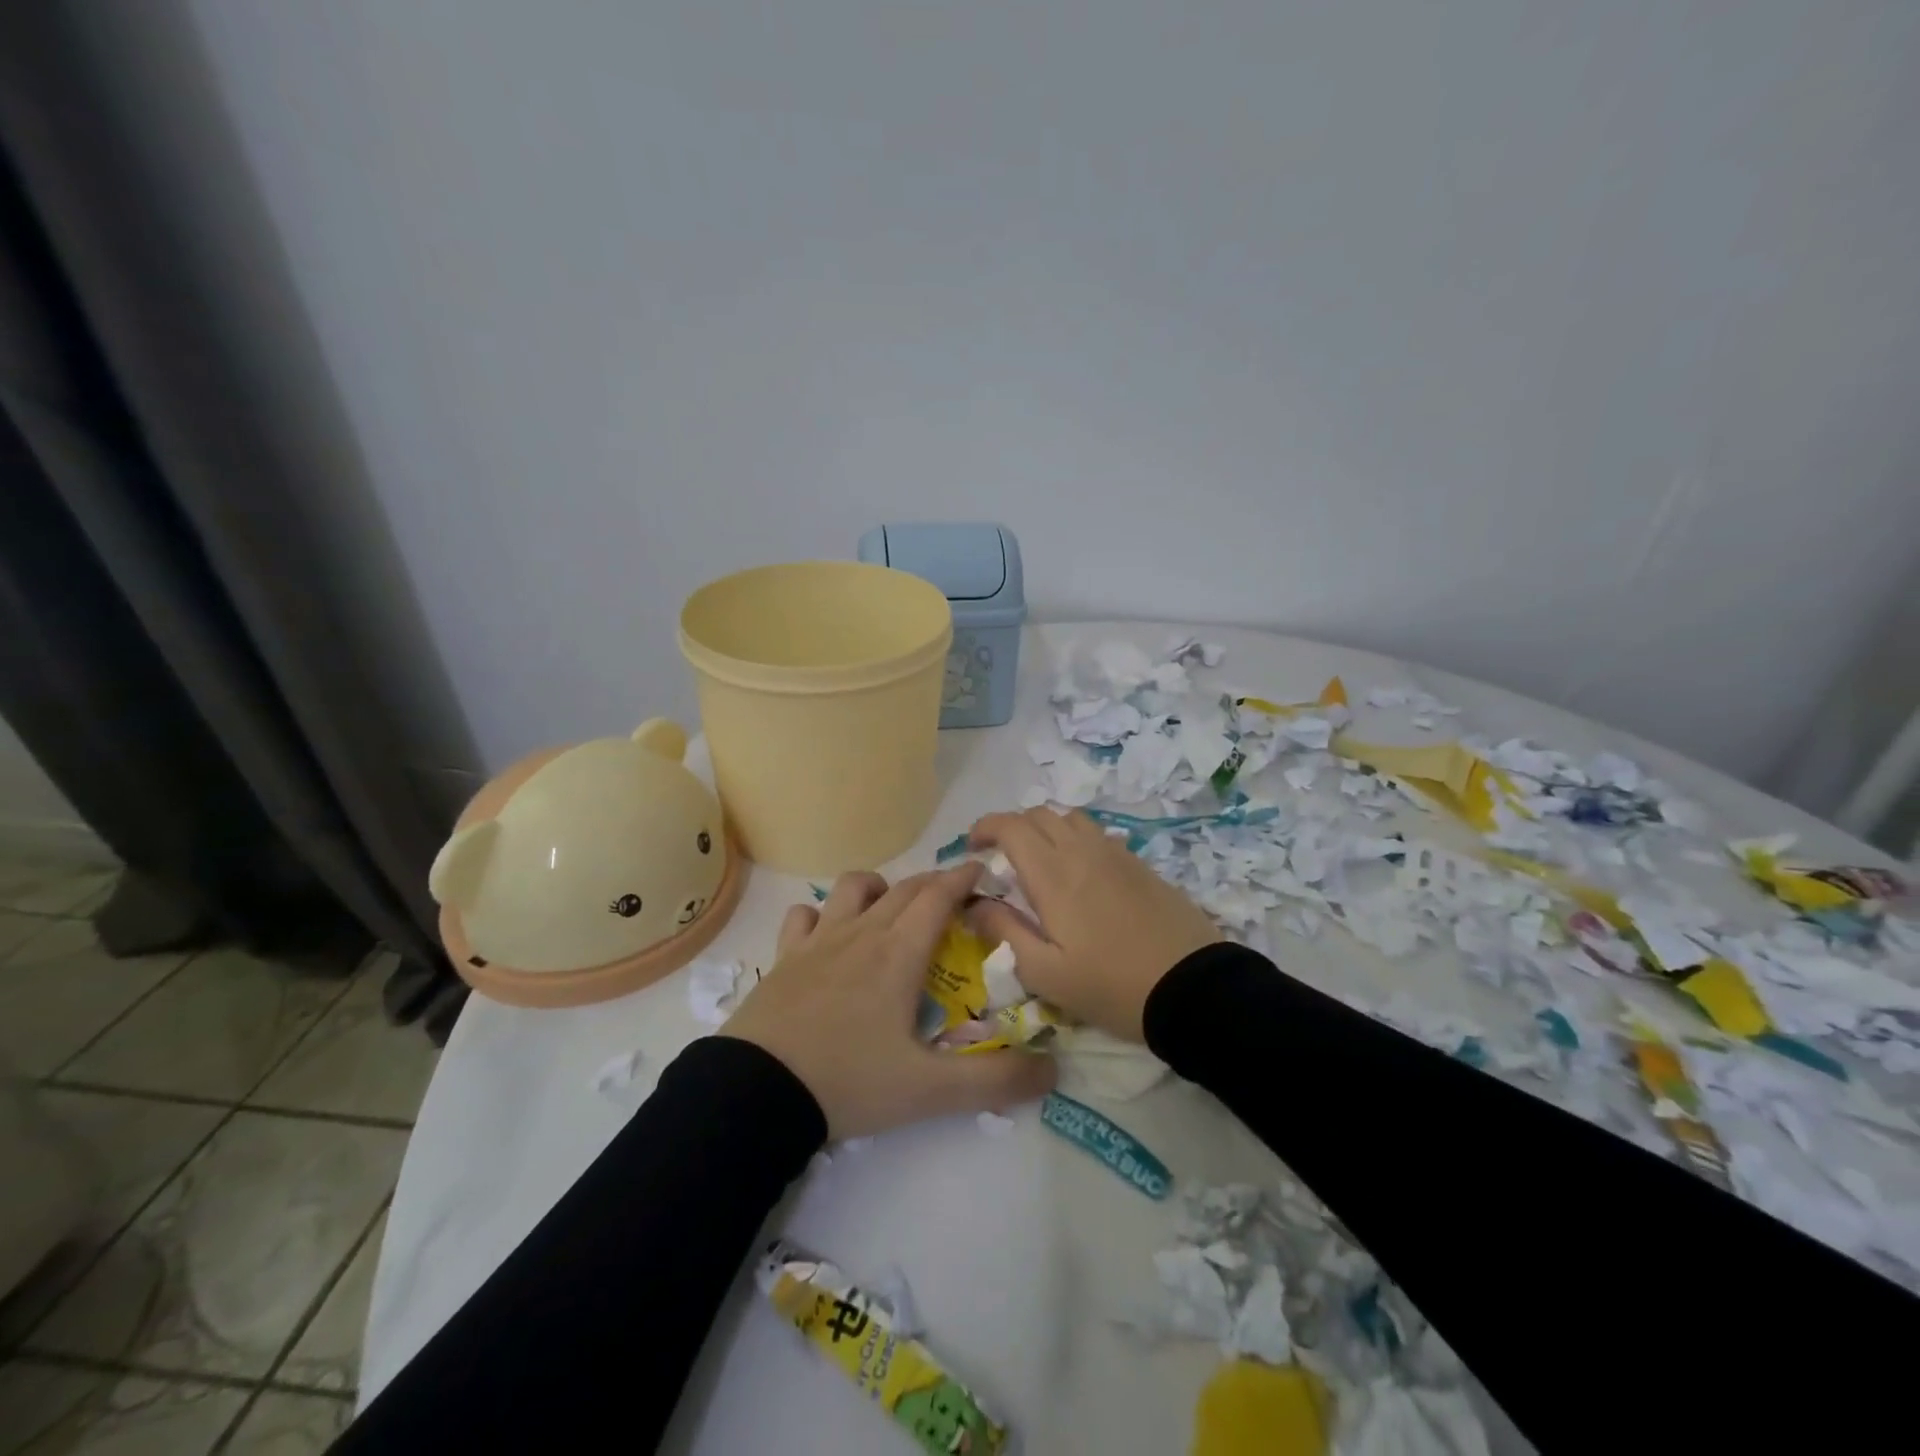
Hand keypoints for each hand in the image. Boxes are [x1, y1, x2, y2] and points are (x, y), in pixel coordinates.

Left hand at [721, 864, 1056, 1139]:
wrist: (758, 1091)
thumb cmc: (849, 1081)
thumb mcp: (930, 1091)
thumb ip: (995, 1081)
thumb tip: (1053, 1070)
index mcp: (899, 952)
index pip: (939, 896)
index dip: (963, 878)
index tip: (983, 869)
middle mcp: (862, 933)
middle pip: (904, 888)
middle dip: (934, 883)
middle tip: (954, 898)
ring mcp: (819, 940)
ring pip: (853, 888)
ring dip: (881, 888)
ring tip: (892, 910)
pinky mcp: (785, 956)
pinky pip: (804, 915)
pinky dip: (822, 914)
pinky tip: (829, 934)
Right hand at [967, 808, 1221, 1042]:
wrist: (1193, 988)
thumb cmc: (1111, 986)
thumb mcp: (1045, 973)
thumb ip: (1004, 932)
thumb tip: (974, 904)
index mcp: (1053, 874)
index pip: (1011, 825)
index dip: (985, 827)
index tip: (972, 848)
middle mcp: (1082, 851)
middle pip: (1039, 814)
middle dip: (1011, 827)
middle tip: (1001, 859)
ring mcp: (1115, 853)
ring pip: (1070, 818)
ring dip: (1046, 829)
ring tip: (1040, 861)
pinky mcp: (1140, 864)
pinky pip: (1097, 834)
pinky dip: (1075, 839)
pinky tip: (1079, 874)